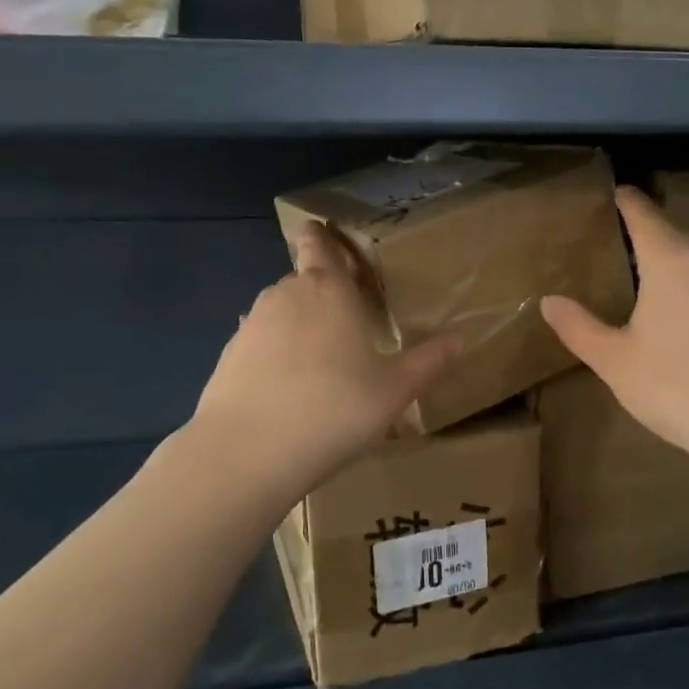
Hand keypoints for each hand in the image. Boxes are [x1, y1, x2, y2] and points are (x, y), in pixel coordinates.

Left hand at [193, 221, 459, 488]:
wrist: (248, 452)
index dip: (321, 236)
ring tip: (321, 361)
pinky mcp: (228, 356)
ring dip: (299, 326)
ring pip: (281, 312)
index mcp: (328, 289)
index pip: (320, 245)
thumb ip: (428, 362)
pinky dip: (274, 356)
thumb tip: (460, 341)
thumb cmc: (334, 408)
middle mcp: (285, 295)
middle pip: (304, 280)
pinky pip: (260, 344)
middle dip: (322, 293)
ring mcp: (251, 324)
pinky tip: (288, 389)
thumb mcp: (394, 390)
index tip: (326, 236)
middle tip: (347, 321)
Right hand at [541, 187, 688, 479]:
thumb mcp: (616, 361)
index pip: (642, 214)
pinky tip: (671, 309)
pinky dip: (684, 281)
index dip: (623, 200)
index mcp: (671, 262)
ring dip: (662, 259)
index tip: (606, 191)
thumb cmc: (678, 387)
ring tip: (632, 274)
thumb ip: (579, 327)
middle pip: (667, 234)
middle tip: (604, 240)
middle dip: (638, 232)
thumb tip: (548, 301)